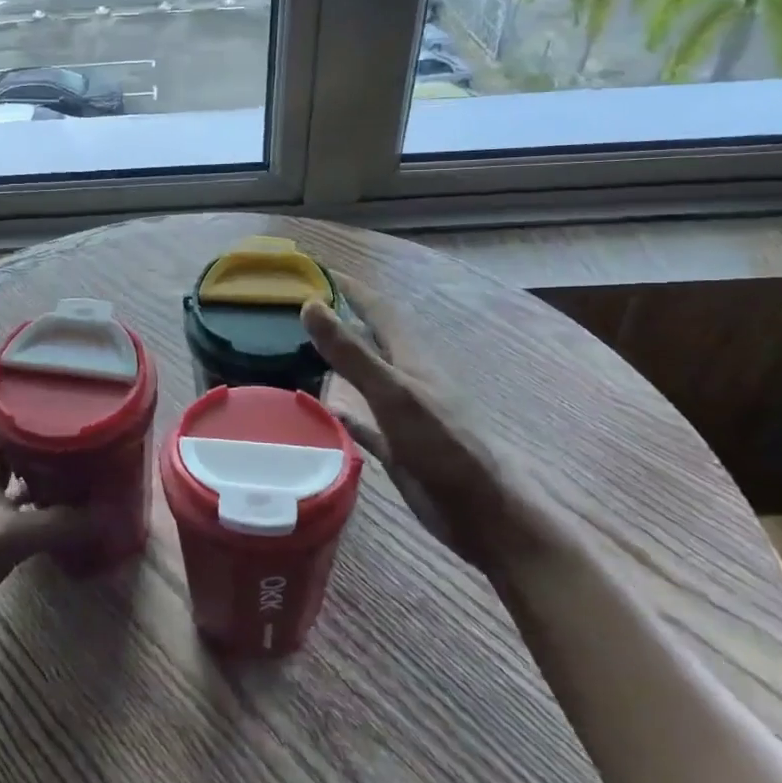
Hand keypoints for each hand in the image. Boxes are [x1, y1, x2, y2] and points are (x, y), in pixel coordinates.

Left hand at [0, 395, 88, 684]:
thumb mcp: (9, 537)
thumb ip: (60, 523)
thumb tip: (109, 513)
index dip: (12, 379)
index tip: (46, 363)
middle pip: (12, 433)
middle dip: (43, 417)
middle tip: (84, 404)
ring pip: (21, 467)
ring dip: (48, 457)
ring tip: (88, 445)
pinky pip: (27, 503)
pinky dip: (49, 497)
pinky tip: (76, 501)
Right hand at [303, 284, 575, 576]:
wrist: (483, 512)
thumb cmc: (443, 446)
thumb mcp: (394, 393)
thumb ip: (352, 352)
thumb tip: (310, 305)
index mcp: (411, 358)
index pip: (378, 309)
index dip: (350, 288)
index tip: (317, 270)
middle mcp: (407, 379)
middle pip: (370, 339)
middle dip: (340, 320)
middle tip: (299, 308)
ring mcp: (403, 413)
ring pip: (365, 377)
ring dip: (339, 362)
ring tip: (300, 352)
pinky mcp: (398, 446)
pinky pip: (363, 421)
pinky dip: (342, 412)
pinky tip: (322, 412)